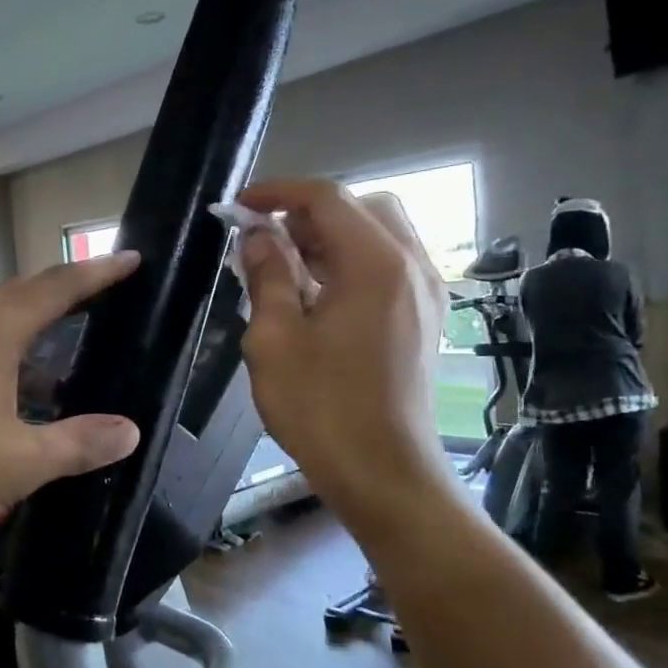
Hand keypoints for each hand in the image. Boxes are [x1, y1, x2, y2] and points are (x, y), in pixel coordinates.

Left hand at [0, 253, 143, 542]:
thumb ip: (78, 444)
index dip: (99, 273)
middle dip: (62, 296)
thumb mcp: (19, 462)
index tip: (131, 259)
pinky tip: (0, 385)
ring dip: (25, 327)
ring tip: (56, 347)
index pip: (58, 287)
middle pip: (20, 294)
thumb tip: (128, 432)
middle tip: (100, 301)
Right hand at [236, 179, 455, 522]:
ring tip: (287, 266)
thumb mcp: (275, 341)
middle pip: (363, 207)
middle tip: (267, 238)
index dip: (279, 192)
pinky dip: (353, 262)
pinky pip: (390, 266)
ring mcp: (427, 293)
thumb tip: (258, 237)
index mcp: (375, 264)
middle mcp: (412, 266)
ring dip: (333, 237)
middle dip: (310, 212)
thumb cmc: (322, 409)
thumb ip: (266, 277)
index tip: (240, 205)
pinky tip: (319, 295)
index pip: (327, 198)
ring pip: (380, 235)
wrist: (385, 474)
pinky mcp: (427, 318)